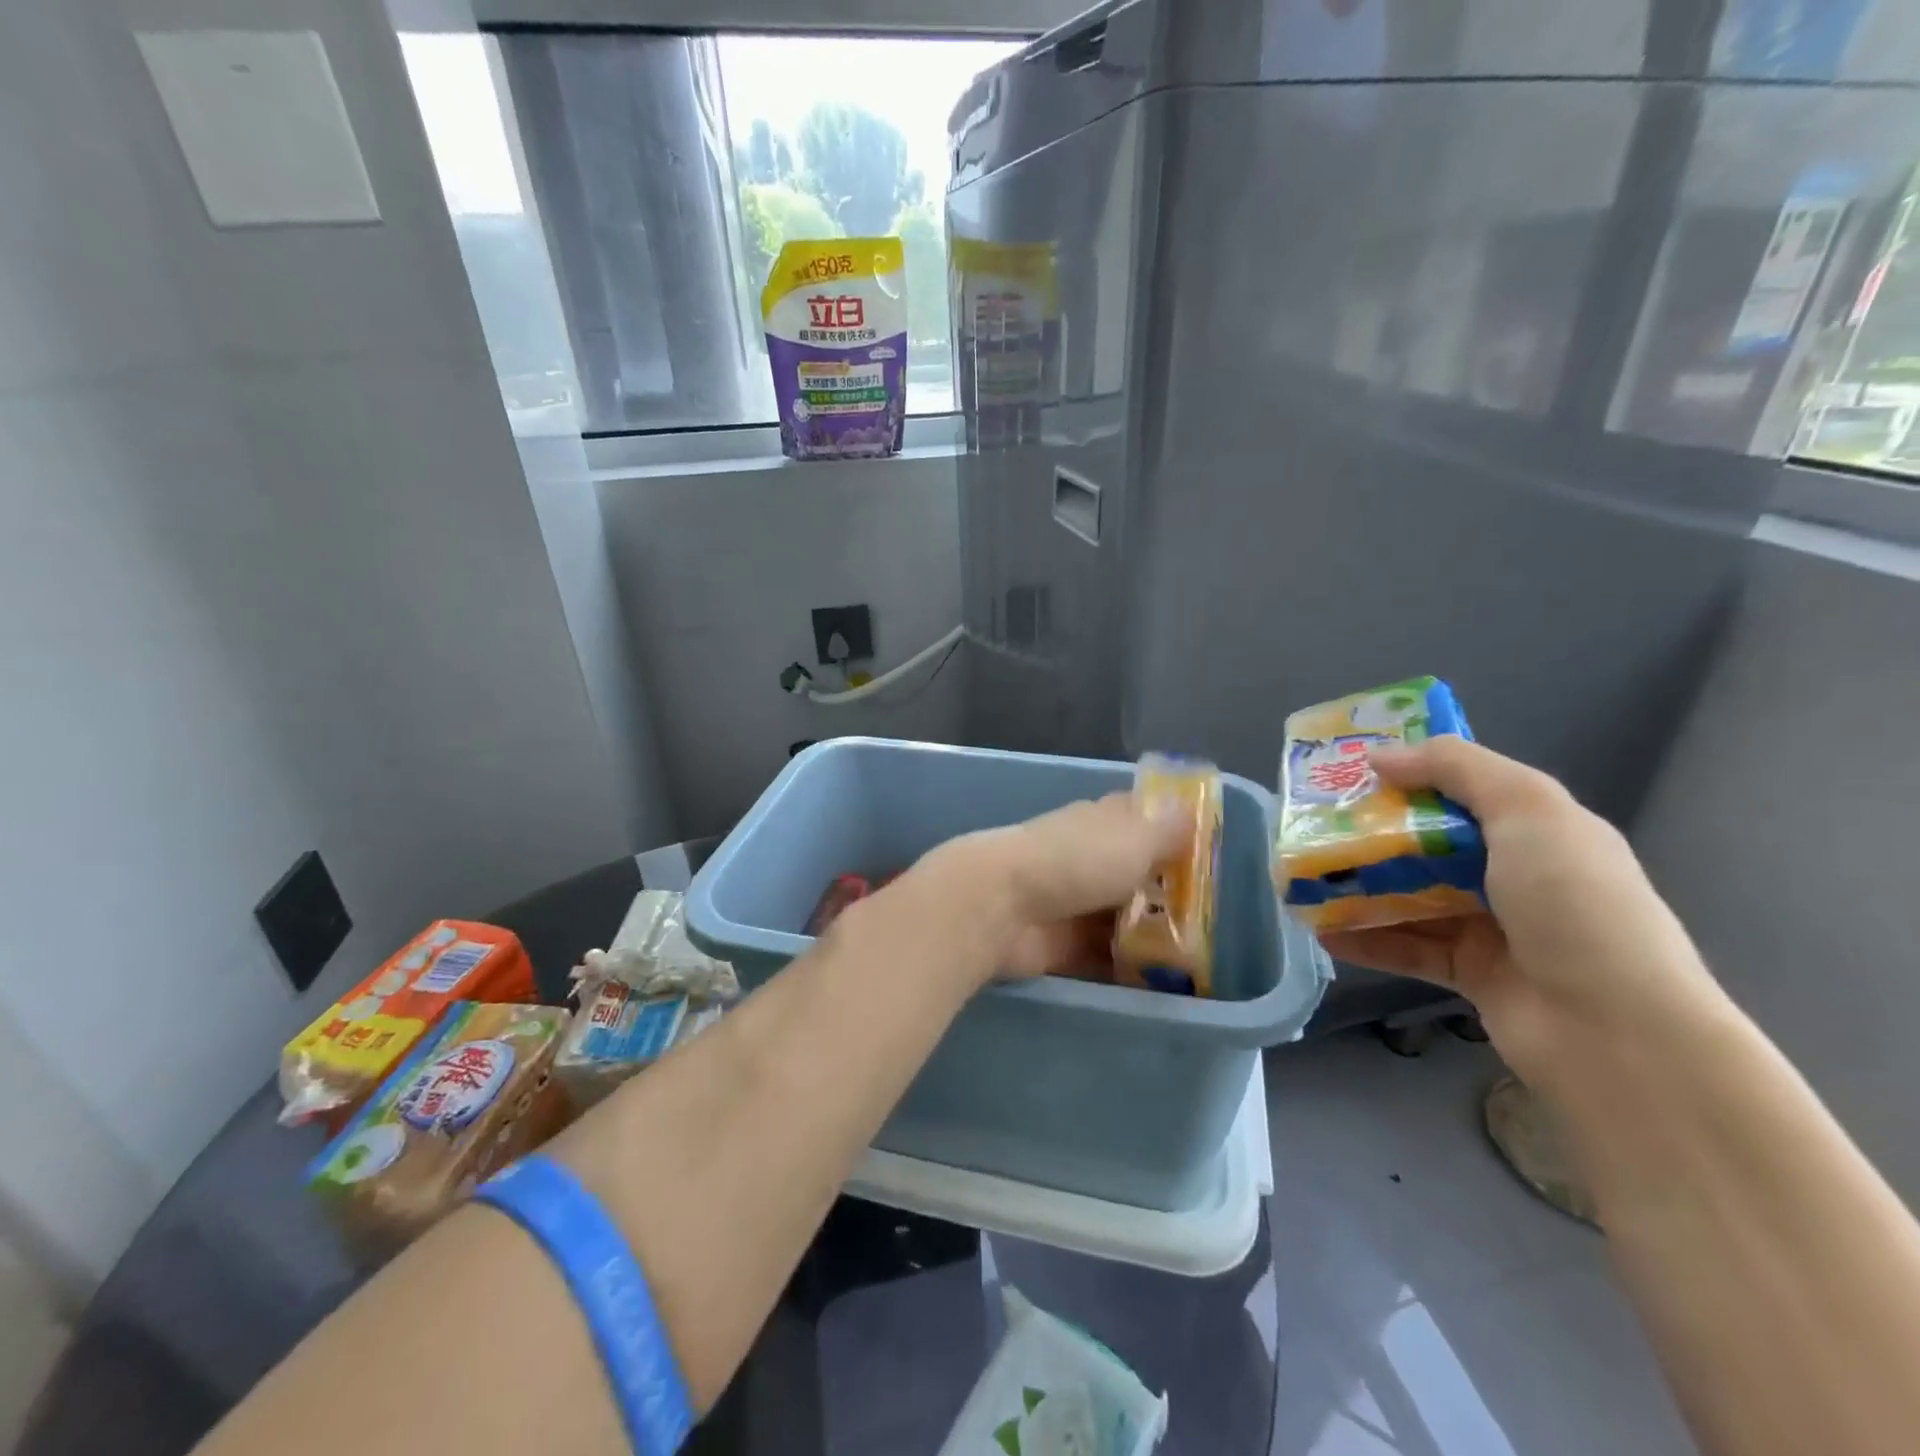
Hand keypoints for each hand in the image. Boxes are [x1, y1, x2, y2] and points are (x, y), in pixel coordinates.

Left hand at [921, 793, 1186, 982]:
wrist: (1002, 906)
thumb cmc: (1076, 861)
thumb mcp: (1134, 838)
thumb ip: (1167, 830)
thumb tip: (1192, 810)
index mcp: (1103, 822)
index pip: (1142, 819)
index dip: (1173, 832)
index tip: (1210, 855)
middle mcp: (1088, 857)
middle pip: (1135, 873)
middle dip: (1169, 892)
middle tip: (1216, 920)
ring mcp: (1074, 902)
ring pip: (1123, 917)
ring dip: (1153, 934)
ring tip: (1202, 959)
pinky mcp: (1063, 944)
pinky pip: (1106, 955)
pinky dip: (1131, 967)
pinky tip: (1167, 984)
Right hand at [1320, 737, 1724, 1088]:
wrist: (1617, 1032)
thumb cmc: (1575, 904)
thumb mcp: (1528, 811)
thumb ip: (1456, 769)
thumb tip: (1379, 756)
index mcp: (1537, 829)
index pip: (1463, 789)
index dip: (1409, 774)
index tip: (1349, 768)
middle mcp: (1515, 874)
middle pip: (1428, 842)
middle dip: (1370, 832)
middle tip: (1311, 823)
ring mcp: (1493, 926)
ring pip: (1411, 895)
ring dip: (1359, 887)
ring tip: (1303, 877)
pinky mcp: (1469, 974)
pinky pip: (1406, 947)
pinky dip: (1365, 938)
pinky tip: (1321, 929)